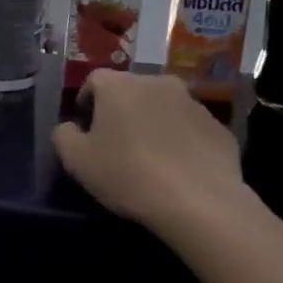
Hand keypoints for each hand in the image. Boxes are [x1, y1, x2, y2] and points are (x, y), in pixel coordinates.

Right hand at [52, 71, 252, 232]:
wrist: (199, 202)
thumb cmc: (128, 174)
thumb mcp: (77, 161)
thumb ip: (64, 136)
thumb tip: (70, 127)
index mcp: (119, 85)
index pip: (94, 80)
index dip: (87, 102)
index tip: (86, 128)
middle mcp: (157, 83)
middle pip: (131, 90)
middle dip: (121, 110)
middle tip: (116, 143)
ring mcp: (193, 103)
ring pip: (163, 107)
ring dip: (153, 123)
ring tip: (150, 157)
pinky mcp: (218, 127)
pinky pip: (189, 128)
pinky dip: (181, 140)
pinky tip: (177, 169)